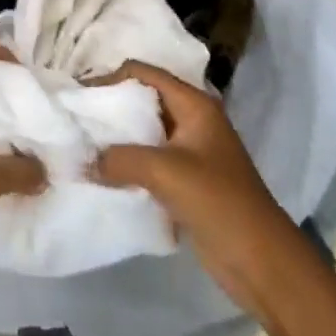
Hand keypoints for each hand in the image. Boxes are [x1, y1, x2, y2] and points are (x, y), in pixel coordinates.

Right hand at [92, 61, 294, 311]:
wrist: (262, 261)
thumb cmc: (219, 202)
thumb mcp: (165, 172)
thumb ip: (119, 159)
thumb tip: (83, 161)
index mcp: (195, 105)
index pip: (144, 73)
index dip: (109, 78)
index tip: (77, 95)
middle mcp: (192, 120)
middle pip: (143, 100)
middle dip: (109, 107)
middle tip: (73, 117)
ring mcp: (190, 151)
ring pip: (143, 132)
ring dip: (115, 138)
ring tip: (81, 144)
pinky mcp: (185, 180)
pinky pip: (147, 160)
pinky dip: (125, 162)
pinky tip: (100, 171)